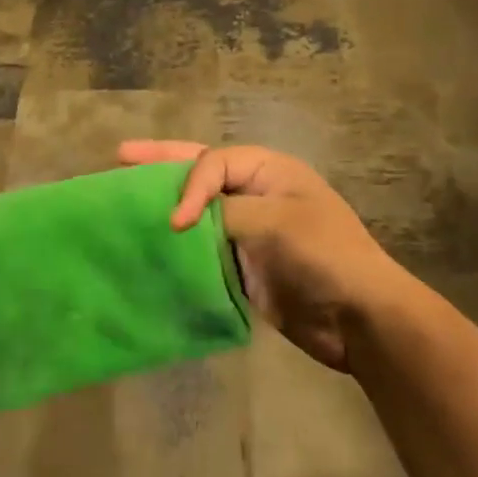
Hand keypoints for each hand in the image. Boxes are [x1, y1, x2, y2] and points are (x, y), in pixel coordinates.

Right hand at [118, 140, 413, 372]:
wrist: (359, 318)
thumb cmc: (323, 255)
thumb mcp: (274, 221)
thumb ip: (223, 213)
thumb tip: (180, 223)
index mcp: (267, 170)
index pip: (211, 163)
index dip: (186, 185)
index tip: (176, 223)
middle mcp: (253, 193)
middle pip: (198, 172)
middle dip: (159, 165)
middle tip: (118, 157)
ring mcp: (247, 230)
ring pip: (196, 211)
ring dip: (163, 205)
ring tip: (122, 198)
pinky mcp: (241, 265)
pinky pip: (201, 249)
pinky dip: (177, 247)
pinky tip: (149, 247)